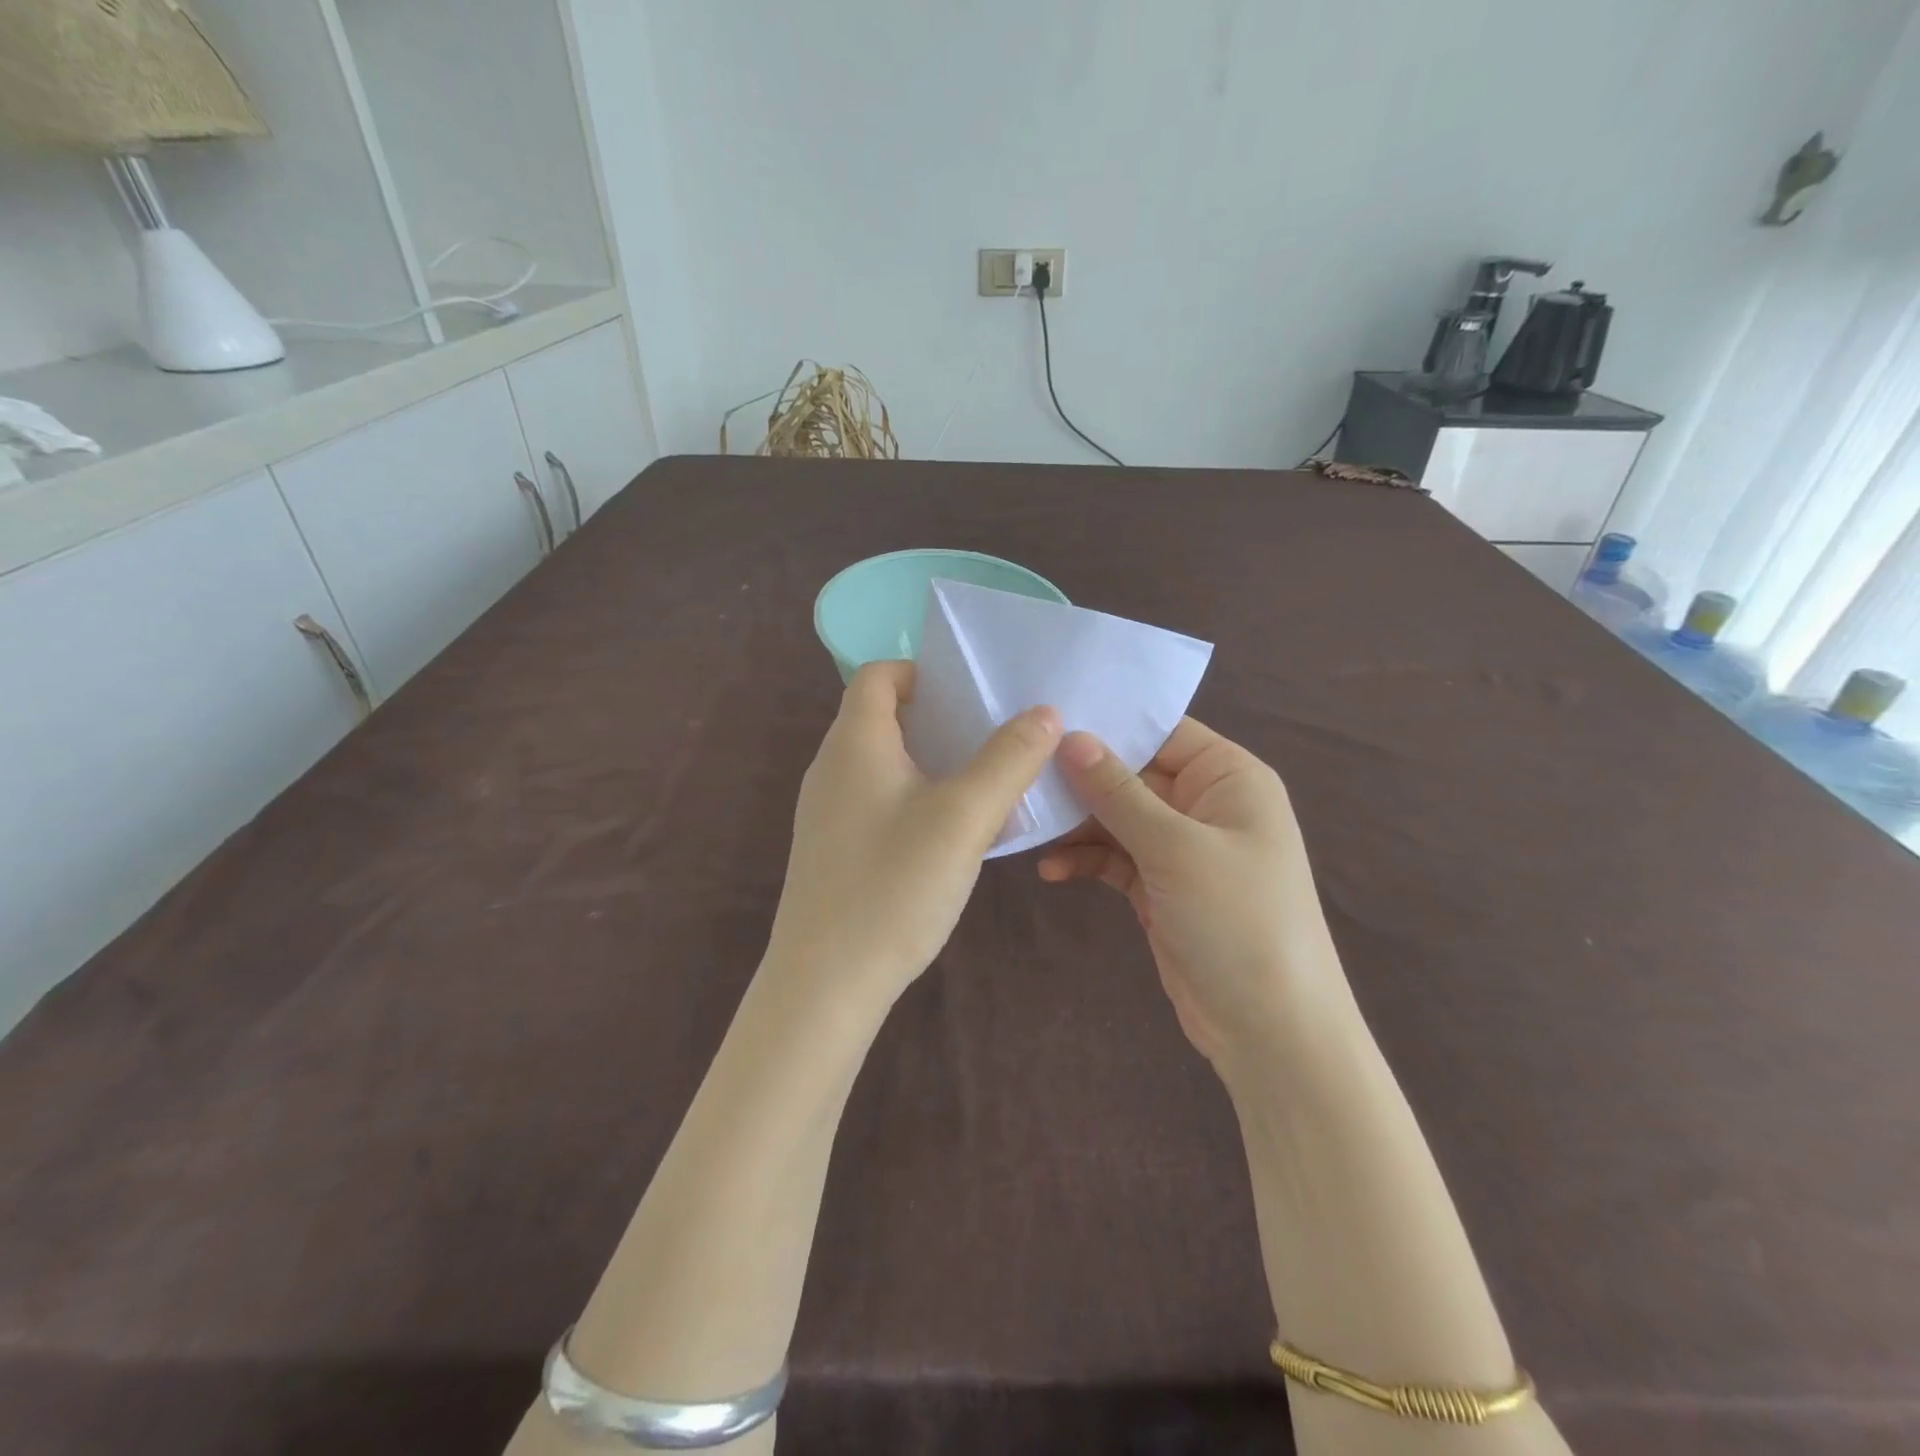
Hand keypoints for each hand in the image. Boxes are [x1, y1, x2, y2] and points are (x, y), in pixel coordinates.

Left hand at [767, 661, 1061, 1009]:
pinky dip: (916, 798)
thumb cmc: (893, 887)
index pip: (879, 675)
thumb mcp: (964, 818)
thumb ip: (1008, 760)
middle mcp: (832, 768)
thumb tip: (1045, 713)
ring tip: (984, 781)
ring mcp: (828, 811)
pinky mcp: (834, 849)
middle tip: (993, 735)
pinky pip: (878, 801)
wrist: (825, 985)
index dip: (924, 672)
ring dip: (932, 761)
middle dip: (940, 718)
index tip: (972, 694)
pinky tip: (952, 834)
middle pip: (883, 716)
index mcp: (855, 743)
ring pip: (884, 763)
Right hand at [1038, 719, 1350, 1066]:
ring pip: (1118, 818)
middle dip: (1081, 780)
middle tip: (1021, 777)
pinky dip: (1086, 861)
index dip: (1108, 726)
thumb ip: (1119, 792)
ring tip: (1030, 827)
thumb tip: (1070, 737)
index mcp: (1229, 778)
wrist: (1271, 1031)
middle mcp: (1206, 804)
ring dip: (1077, 825)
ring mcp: (1182, 848)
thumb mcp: (1175, 850)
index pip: (1161, 732)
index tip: (1044, 721)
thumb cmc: (1238, 922)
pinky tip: (1052, 871)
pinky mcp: (1161, 887)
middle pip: (1132, 774)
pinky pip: (1115, 858)